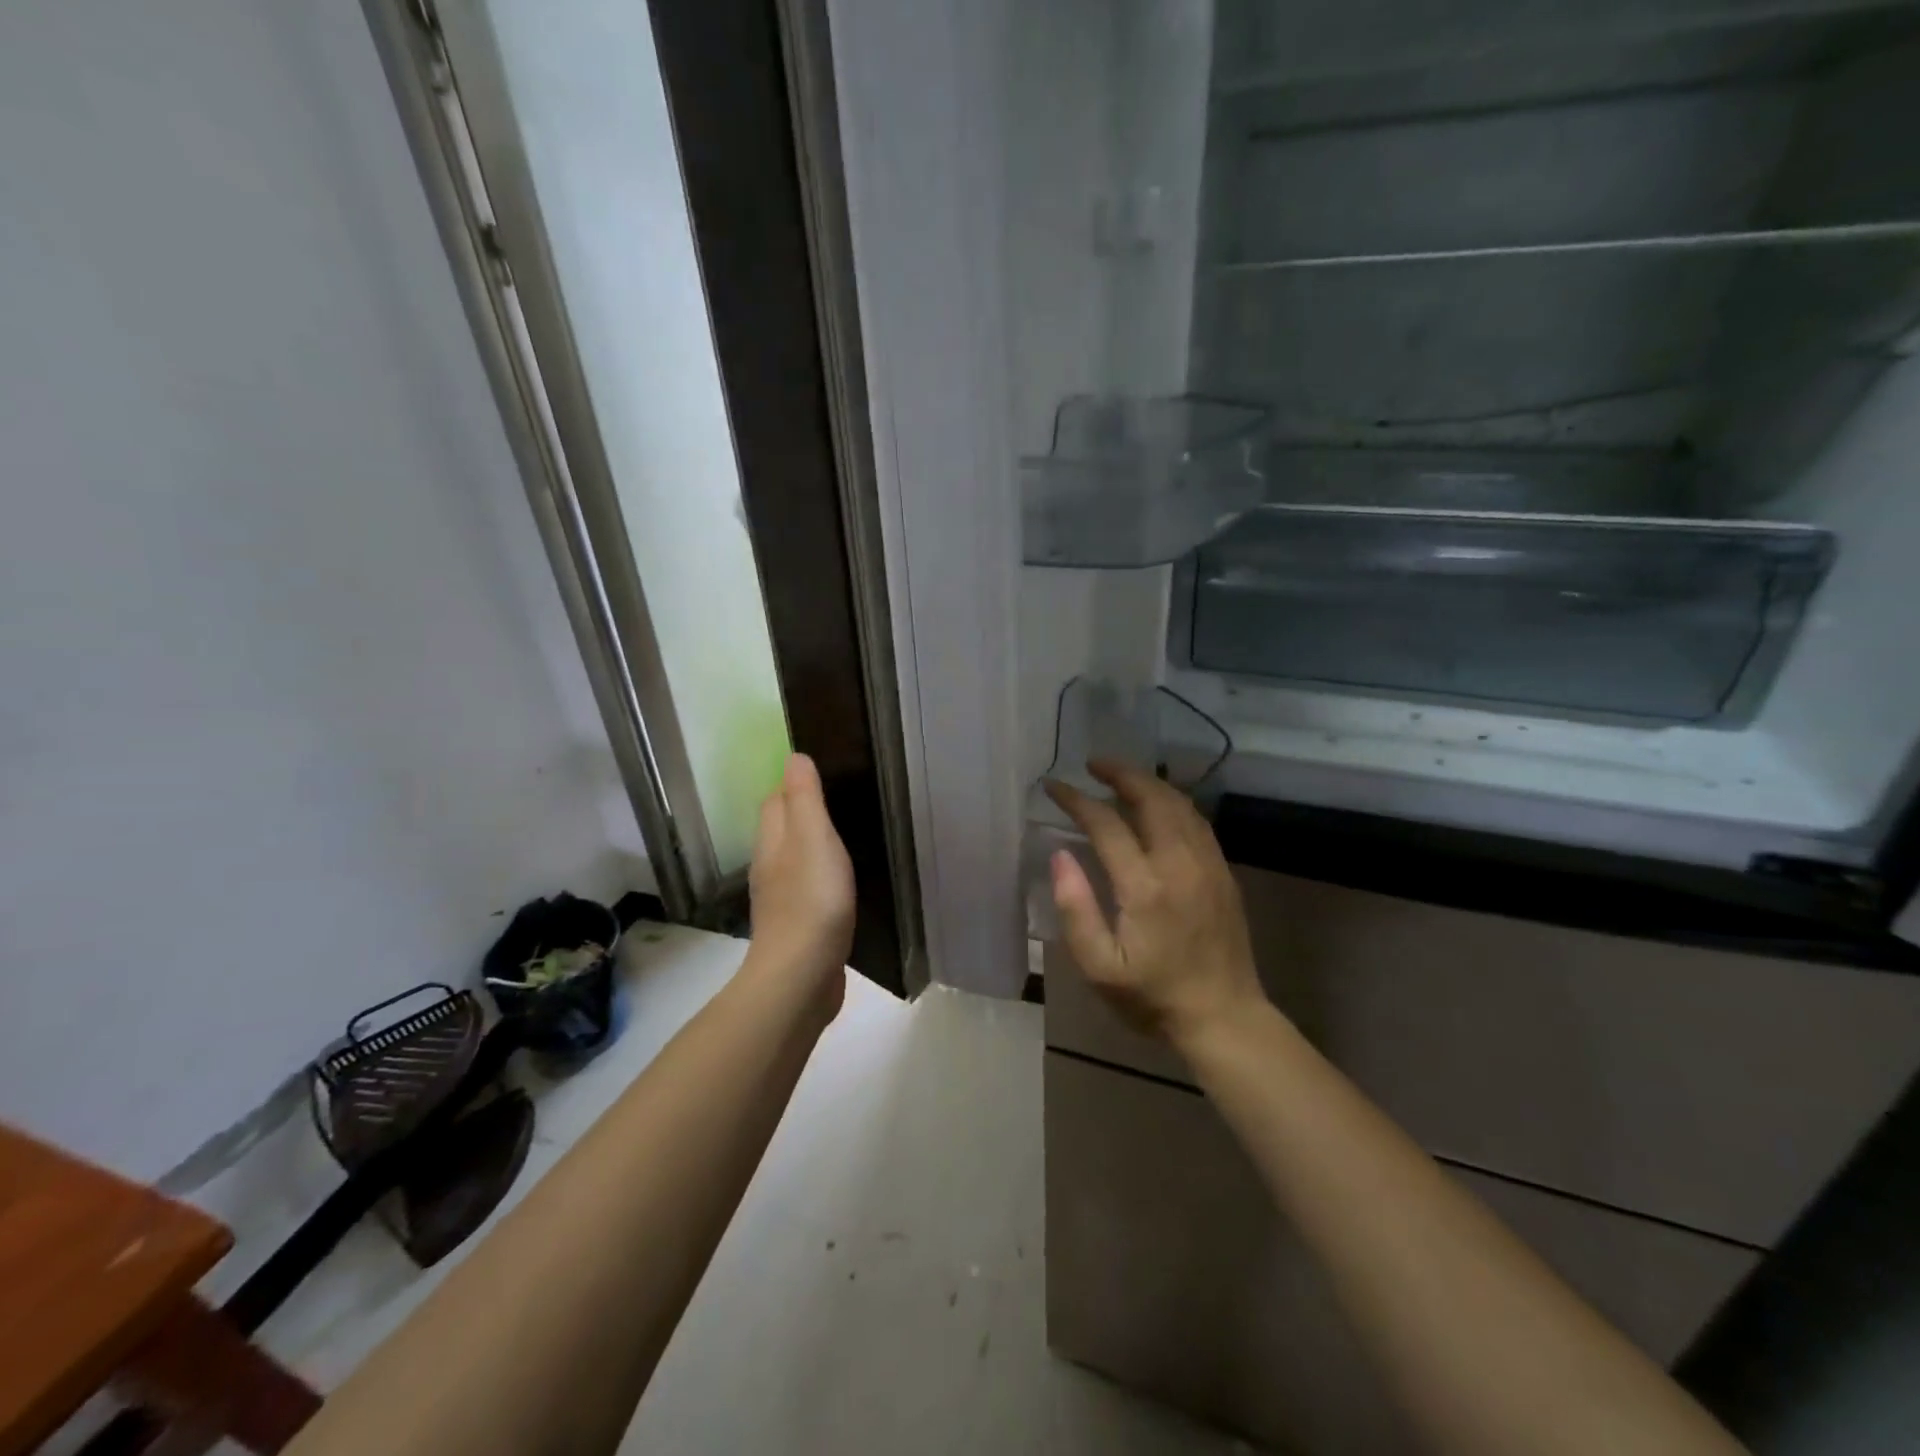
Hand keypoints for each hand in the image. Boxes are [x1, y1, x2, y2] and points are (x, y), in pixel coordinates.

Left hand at [747, 753, 855, 1001]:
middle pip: (782, 829)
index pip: (776, 800)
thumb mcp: (813, 838)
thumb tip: (794, 757)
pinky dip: (821, 879)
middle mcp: (770, 866)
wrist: (801, 977)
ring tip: (847, 838)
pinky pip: (808, 890)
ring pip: (795, 860)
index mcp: (772, 841)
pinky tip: (842, 885)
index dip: (795, 784)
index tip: (826, 774)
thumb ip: (805, 798)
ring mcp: (781, 899)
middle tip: (843, 803)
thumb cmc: (811, 900)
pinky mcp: (798, 927)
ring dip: (813, 847)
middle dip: (804, 813)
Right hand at [1045, 759, 1265, 1049]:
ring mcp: (1208, 864)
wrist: (1224, 1017)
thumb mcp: (1100, 967)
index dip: (1077, 801)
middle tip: (1092, 764)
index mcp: (1145, 887)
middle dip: (1120, 773)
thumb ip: (1075, 908)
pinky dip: (1172, 801)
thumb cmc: (1153, 997)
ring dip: (1148, 782)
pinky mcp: (1223, 871)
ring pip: (1179, 804)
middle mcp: (1180, 864)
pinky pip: (1196, 820)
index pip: (1107, 824)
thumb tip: (1060, 854)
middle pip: (1151, 798)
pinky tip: (1157, 804)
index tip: (1055, 787)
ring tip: (1120, 776)